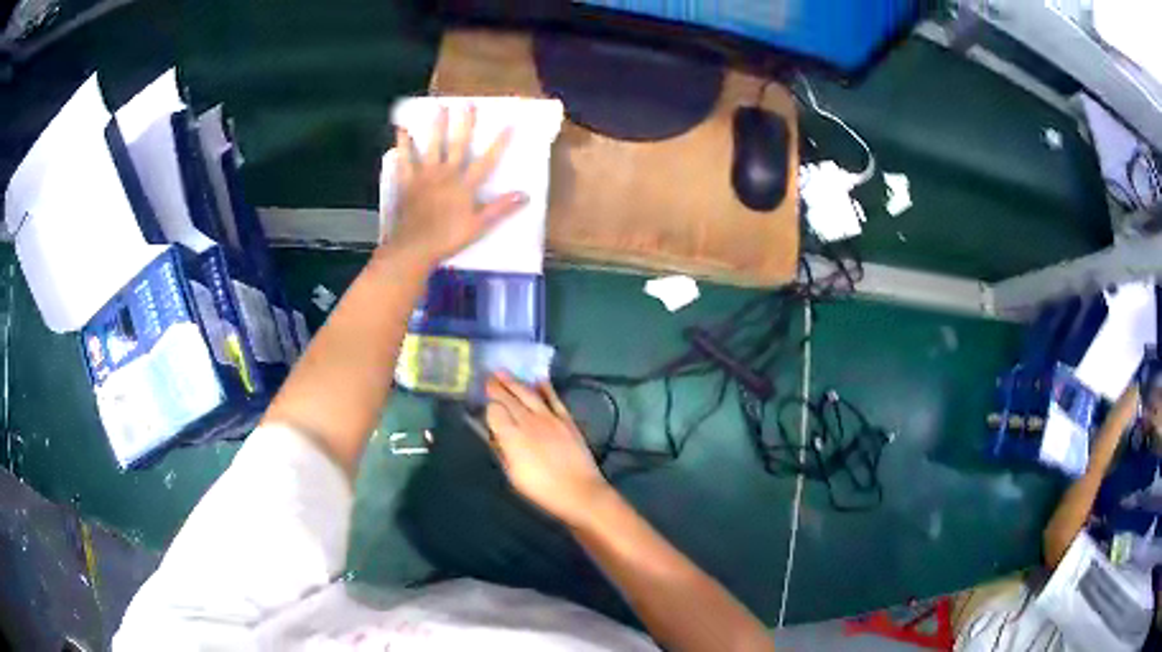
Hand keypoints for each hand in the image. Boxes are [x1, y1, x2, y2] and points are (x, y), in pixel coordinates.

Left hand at [384, 106, 526, 264]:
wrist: (414, 247)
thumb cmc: (448, 238)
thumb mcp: (479, 226)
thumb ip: (501, 208)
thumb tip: (526, 195)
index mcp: (465, 185)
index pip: (487, 160)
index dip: (499, 143)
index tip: (509, 124)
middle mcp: (446, 174)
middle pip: (457, 145)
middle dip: (464, 124)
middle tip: (467, 104)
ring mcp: (425, 176)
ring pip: (432, 146)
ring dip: (436, 126)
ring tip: (438, 108)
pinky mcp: (407, 182)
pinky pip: (405, 160)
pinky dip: (403, 145)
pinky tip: (402, 130)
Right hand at [485, 374, 612, 526]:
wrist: (579, 491)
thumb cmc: (541, 490)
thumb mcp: (513, 475)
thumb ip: (502, 451)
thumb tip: (493, 435)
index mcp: (512, 436)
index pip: (494, 412)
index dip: (487, 406)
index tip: (482, 402)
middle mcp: (529, 421)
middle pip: (509, 399)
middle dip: (496, 387)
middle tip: (487, 377)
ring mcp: (550, 417)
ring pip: (528, 393)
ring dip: (514, 382)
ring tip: (503, 372)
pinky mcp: (566, 419)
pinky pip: (554, 398)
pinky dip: (545, 387)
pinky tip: (538, 379)